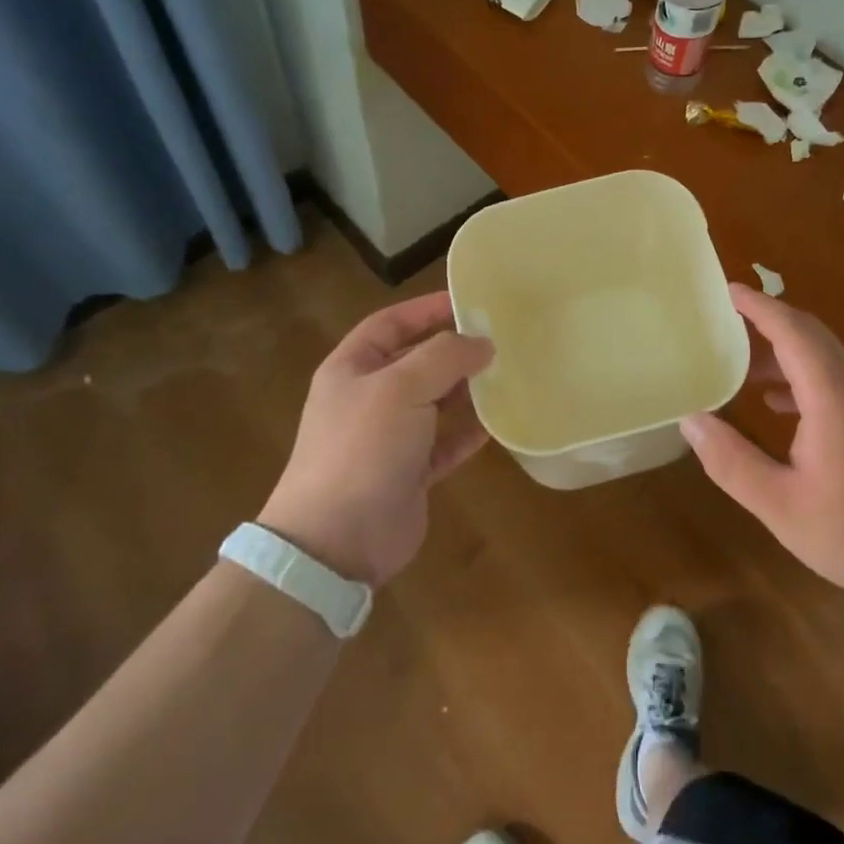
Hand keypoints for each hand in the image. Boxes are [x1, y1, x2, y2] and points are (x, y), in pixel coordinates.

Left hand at [258, 292, 492, 587]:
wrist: (337, 540)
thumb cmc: (363, 448)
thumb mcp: (401, 387)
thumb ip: (445, 357)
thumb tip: (483, 343)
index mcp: (353, 368)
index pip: (391, 323)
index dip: (426, 309)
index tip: (469, 302)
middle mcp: (369, 398)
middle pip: (417, 362)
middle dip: (454, 352)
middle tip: (500, 341)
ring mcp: (388, 438)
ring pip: (434, 404)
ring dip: (465, 392)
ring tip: (506, 377)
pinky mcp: (408, 474)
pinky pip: (443, 445)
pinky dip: (466, 435)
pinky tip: (495, 426)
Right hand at [680, 285, 843, 607]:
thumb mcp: (781, 505)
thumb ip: (732, 462)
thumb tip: (692, 421)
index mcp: (832, 395)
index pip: (793, 330)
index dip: (758, 306)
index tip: (725, 290)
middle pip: (810, 335)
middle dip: (767, 321)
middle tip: (723, 323)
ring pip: (824, 359)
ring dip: (782, 353)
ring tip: (741, 368)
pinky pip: (834, 382)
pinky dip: (800, 378)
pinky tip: (777, 406)